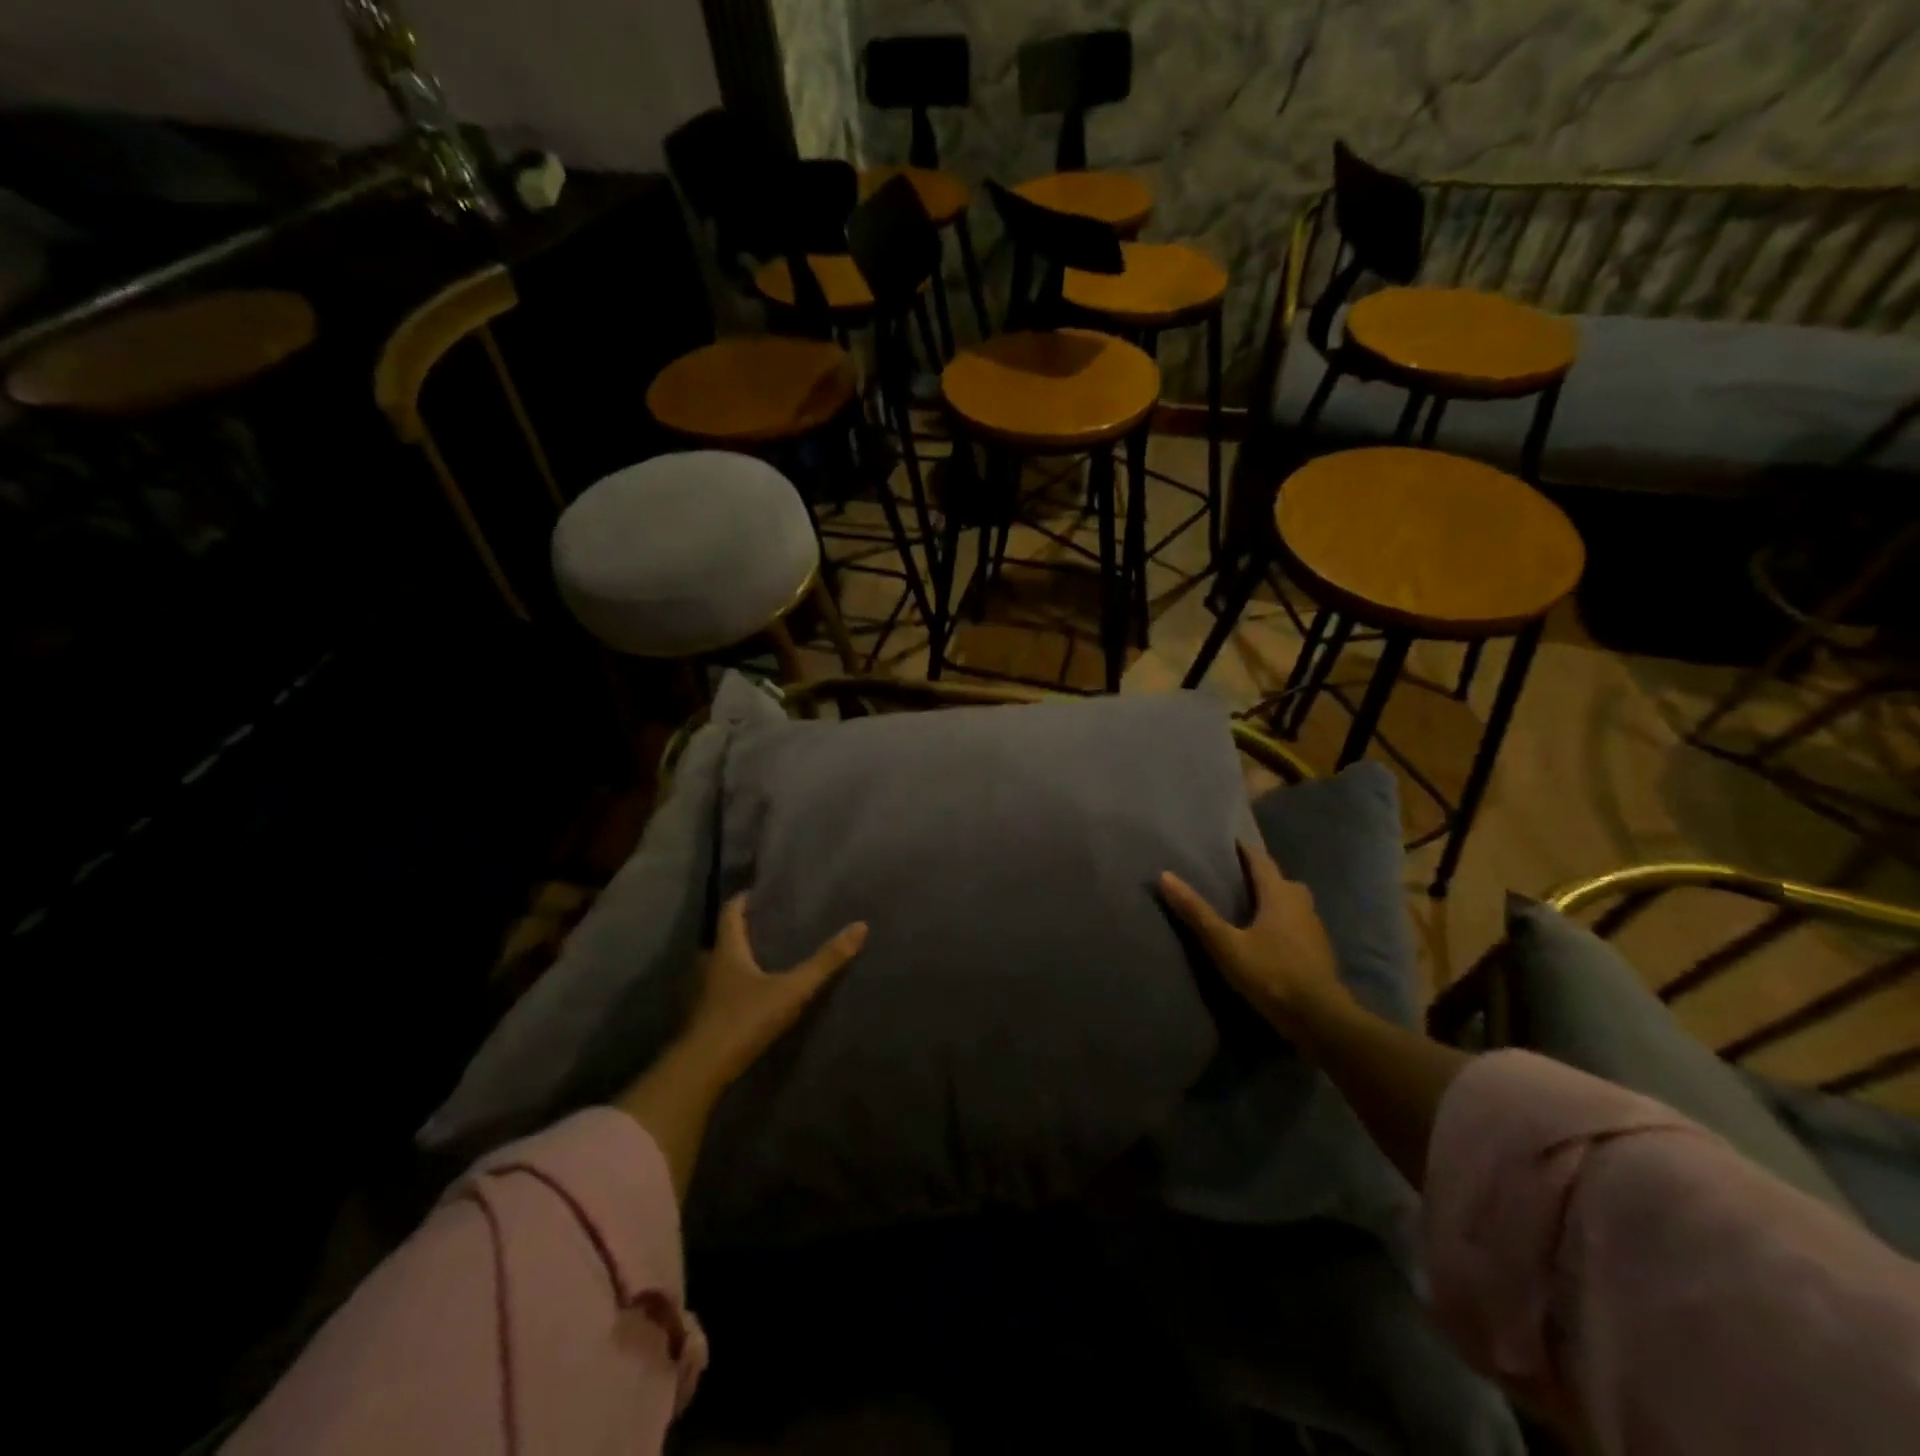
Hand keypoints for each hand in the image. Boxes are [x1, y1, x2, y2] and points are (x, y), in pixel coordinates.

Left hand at [677, 893, 868, 1088]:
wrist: (702, 1071)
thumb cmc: (744, 1018)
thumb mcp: (792, 989)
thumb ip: (825, 961)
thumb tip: (860, 926)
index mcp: (727, 951)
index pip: (730, 913)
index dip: (743, 899)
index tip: (758, 891)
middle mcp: (710, 967)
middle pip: (724, 939)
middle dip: (744, 930)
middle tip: (769, 924)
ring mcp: (703, 995)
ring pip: (720, 967)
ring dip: (739, 960)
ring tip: (765, 958)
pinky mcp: (704, 1020)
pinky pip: (721, 992)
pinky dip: (735, 986)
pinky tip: (753, 995)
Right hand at [1159, 842, 1349, 1039]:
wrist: (1320, 1018)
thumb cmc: (1271, 974)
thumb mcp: (1225, 944)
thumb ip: (1196, 912)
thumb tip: (1164, 875)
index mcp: (1279, 895)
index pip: (1261, 862)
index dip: (1246, 850)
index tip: (1231, 841)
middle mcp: (1301, 904)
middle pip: (1280, 880)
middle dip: (1261, 874)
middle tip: (1238, 874)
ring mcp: (1314, 928)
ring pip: (1293, 902)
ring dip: (1274, 898)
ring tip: (1251, 904)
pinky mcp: (1319, 951)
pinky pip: (1298, 924)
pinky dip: (1283, 921)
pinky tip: (1270, 936)